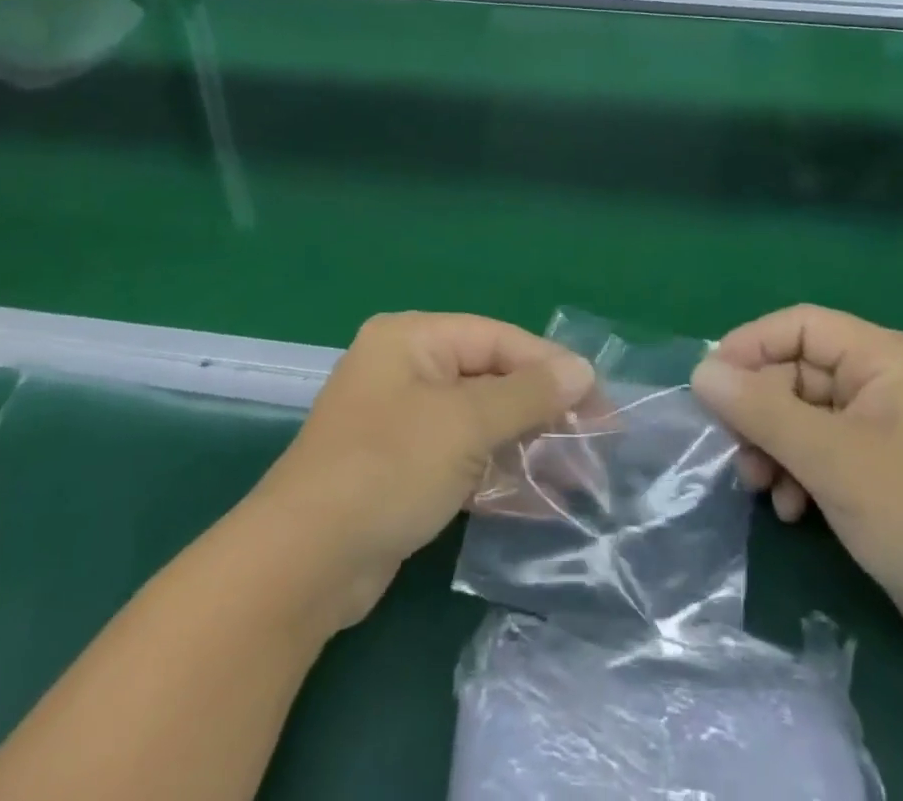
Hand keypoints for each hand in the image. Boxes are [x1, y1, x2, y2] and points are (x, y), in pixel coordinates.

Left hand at [252, 312, 593, 629]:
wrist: (303, 564)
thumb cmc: (387, 468)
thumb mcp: (465, 424)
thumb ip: (527, 395)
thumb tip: (581, 369)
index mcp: (413, 338)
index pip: (498, 339)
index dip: (551, 367)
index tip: (600, 401)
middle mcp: (407, 369)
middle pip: (491, 379)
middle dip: (542, 411)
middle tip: (594, 442)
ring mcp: (403, 421)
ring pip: (481, 422)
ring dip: (527, 446)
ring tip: (578, 476)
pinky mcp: (404, 468)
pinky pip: (463, 458)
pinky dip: (498, 474)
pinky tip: (540, 500)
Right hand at [691, 305, 902, 661]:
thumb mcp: (831, 459)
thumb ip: (760, 410)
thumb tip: (701, 373)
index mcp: (886, 357)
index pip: (800, 326)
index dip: (749, 347)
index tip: (709, 384)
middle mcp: (886, 380)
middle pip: (798, 372)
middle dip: (761, 412)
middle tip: (735, 451)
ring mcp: (886, 425)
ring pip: (804, 413)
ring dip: (774, 445)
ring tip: (759, 486)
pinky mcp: (884, 466)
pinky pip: (824, 448)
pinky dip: (799, 470)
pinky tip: (790, 507)